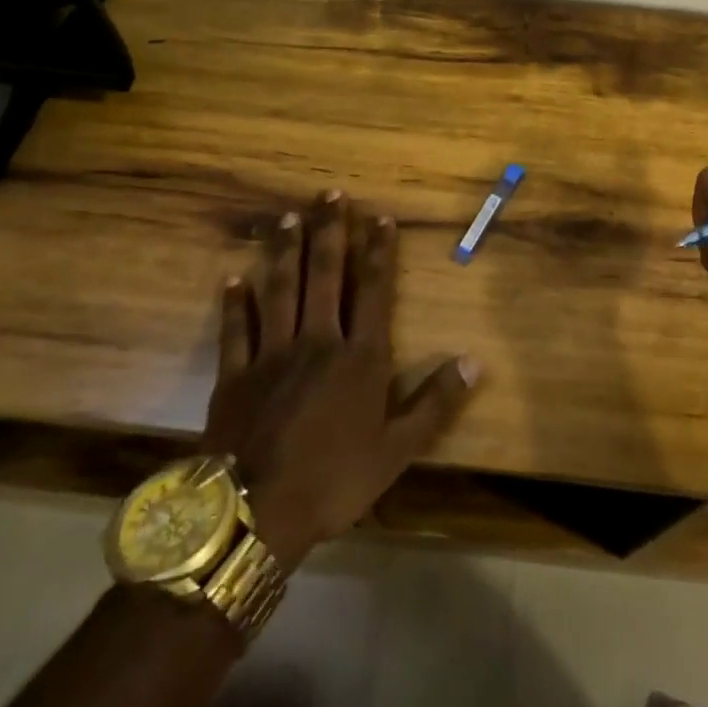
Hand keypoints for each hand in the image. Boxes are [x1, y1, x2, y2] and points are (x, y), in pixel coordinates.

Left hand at [200, 190, 479, 571]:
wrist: (258, 512)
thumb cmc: (335, 480)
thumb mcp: (397, 450)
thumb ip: (435, 403)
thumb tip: (475, 362)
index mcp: (359, 356)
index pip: (373, 290)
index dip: (378, 251)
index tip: (380, 217)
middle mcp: (318, 341)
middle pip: (325, 276)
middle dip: (330, 232)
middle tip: (329, 194)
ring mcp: (272, 354)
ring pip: (281, 290)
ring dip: (285, 252)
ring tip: (287, 218)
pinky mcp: (236, 375)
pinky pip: (236, 330)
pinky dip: (235, 304)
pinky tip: (233, 278)